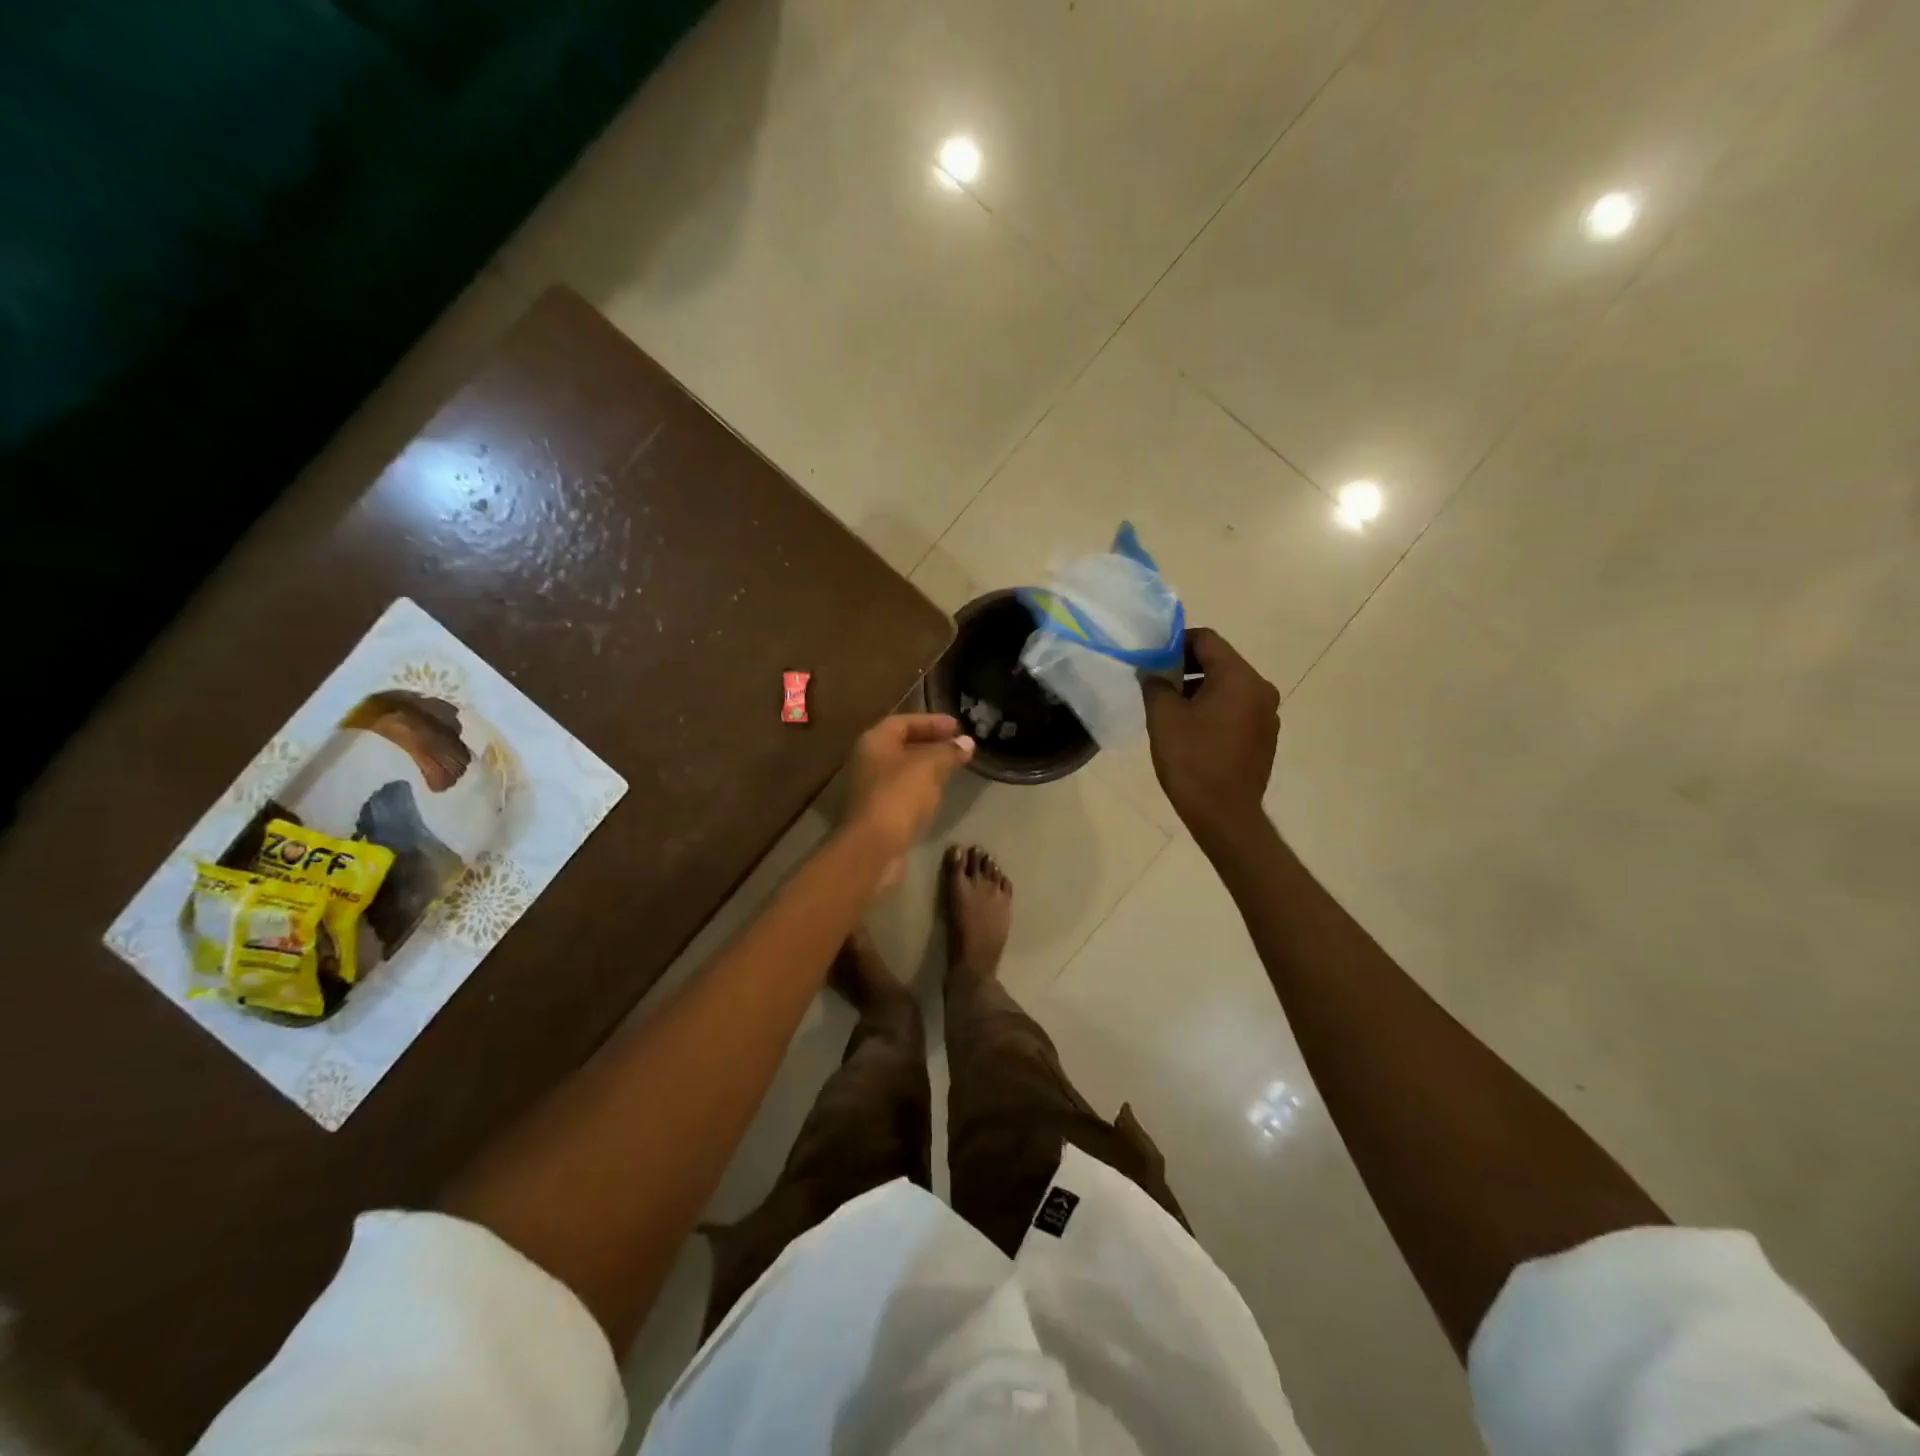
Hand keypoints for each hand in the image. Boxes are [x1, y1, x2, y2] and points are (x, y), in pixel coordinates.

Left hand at [841, 714, 974, 881]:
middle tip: (957, 746)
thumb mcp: (929, 766)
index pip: (903, 722)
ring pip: (903, 769)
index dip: (931, 721)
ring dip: (927, 766)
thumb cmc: (899, 796)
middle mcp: (867, 761)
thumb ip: (948, 751)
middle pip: (901, 744)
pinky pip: (902, 791)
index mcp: (874, 741)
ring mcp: (870, 788)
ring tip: (953, 768)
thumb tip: (967, 742)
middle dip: (931, 743)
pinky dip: (921, 787)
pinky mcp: (878, 812)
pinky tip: (938, 794)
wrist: (874, 847)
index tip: (957, 726)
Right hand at [1142, 628, 1279, 848]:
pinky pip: (1236, 710)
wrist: (1225, 815)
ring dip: (1199, 690)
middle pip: (1220, 662)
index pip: (1206, 639)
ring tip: (1170, 710)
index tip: (1152, 659)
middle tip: (1157, 684)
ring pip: (1228, 687)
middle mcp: (1261, 689)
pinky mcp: (1265, 738)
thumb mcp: (1163, 717)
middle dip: (1186, 667)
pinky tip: (1192, 732)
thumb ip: (1155, 684)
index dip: (1176, 642)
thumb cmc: (1192, 760)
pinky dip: (1214, 710)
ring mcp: (1267, 715)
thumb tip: (1152, 672)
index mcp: (1239, 677)